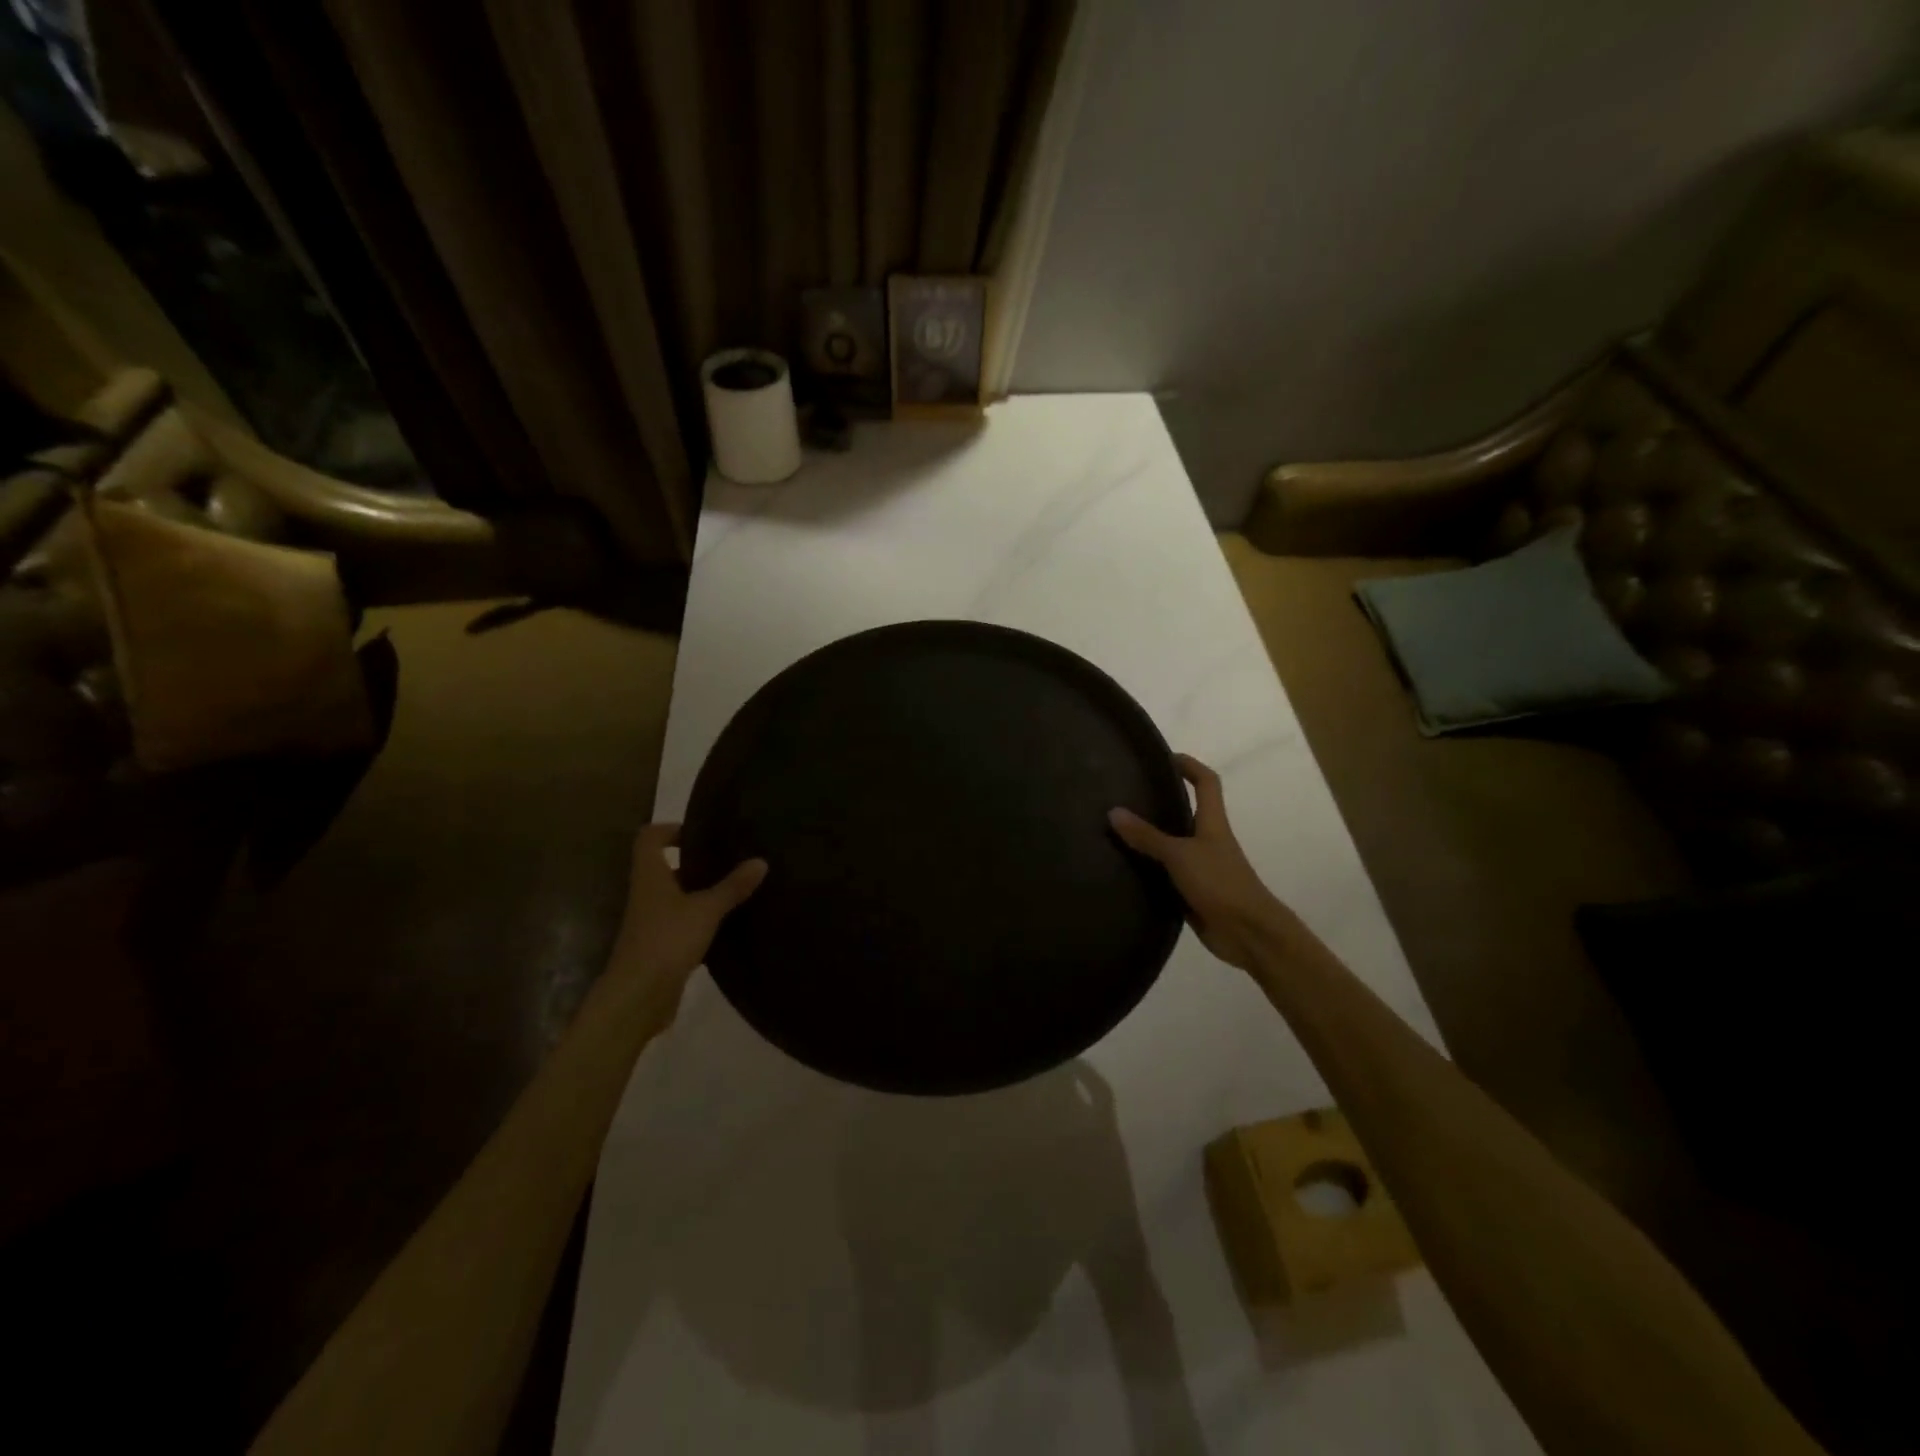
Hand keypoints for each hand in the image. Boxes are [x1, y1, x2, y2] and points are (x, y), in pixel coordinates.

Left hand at [604, 823, 766, 1001]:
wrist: (638, 997)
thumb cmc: (666, 940)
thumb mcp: (706, 910)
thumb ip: (732, 886)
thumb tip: (761, 861)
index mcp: (650, 876)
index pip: (649, 838)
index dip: (671, 829)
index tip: (703, 832)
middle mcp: (647, 894)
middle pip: (666, 866)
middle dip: (695, 861)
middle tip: (730, 858)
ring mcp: (652, 922)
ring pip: (677, 896)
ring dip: (701, 892)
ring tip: (736, 887)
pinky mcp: (661, 946)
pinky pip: (683, 923)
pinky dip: (703, 920)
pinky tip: (729, 923)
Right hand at [1109, 754, 1288, 970]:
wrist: (1248, 933)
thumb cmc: (1220, 883)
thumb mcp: (1180, 855)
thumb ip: (1147, 836)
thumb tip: (1114, 811)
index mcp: (1213, 822)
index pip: (1206, 782)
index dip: (1189, 765)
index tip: (1164, 758)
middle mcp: (1208, 840)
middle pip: (1187, 811)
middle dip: (1161, 800)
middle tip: (1126, 793)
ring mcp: (1201, 867)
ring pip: (1173, 843)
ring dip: (1150, 836)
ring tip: (1116, 828)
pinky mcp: (1192, 891)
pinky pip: (1166, 873)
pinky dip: (1148, 868)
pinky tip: (1124, 868)